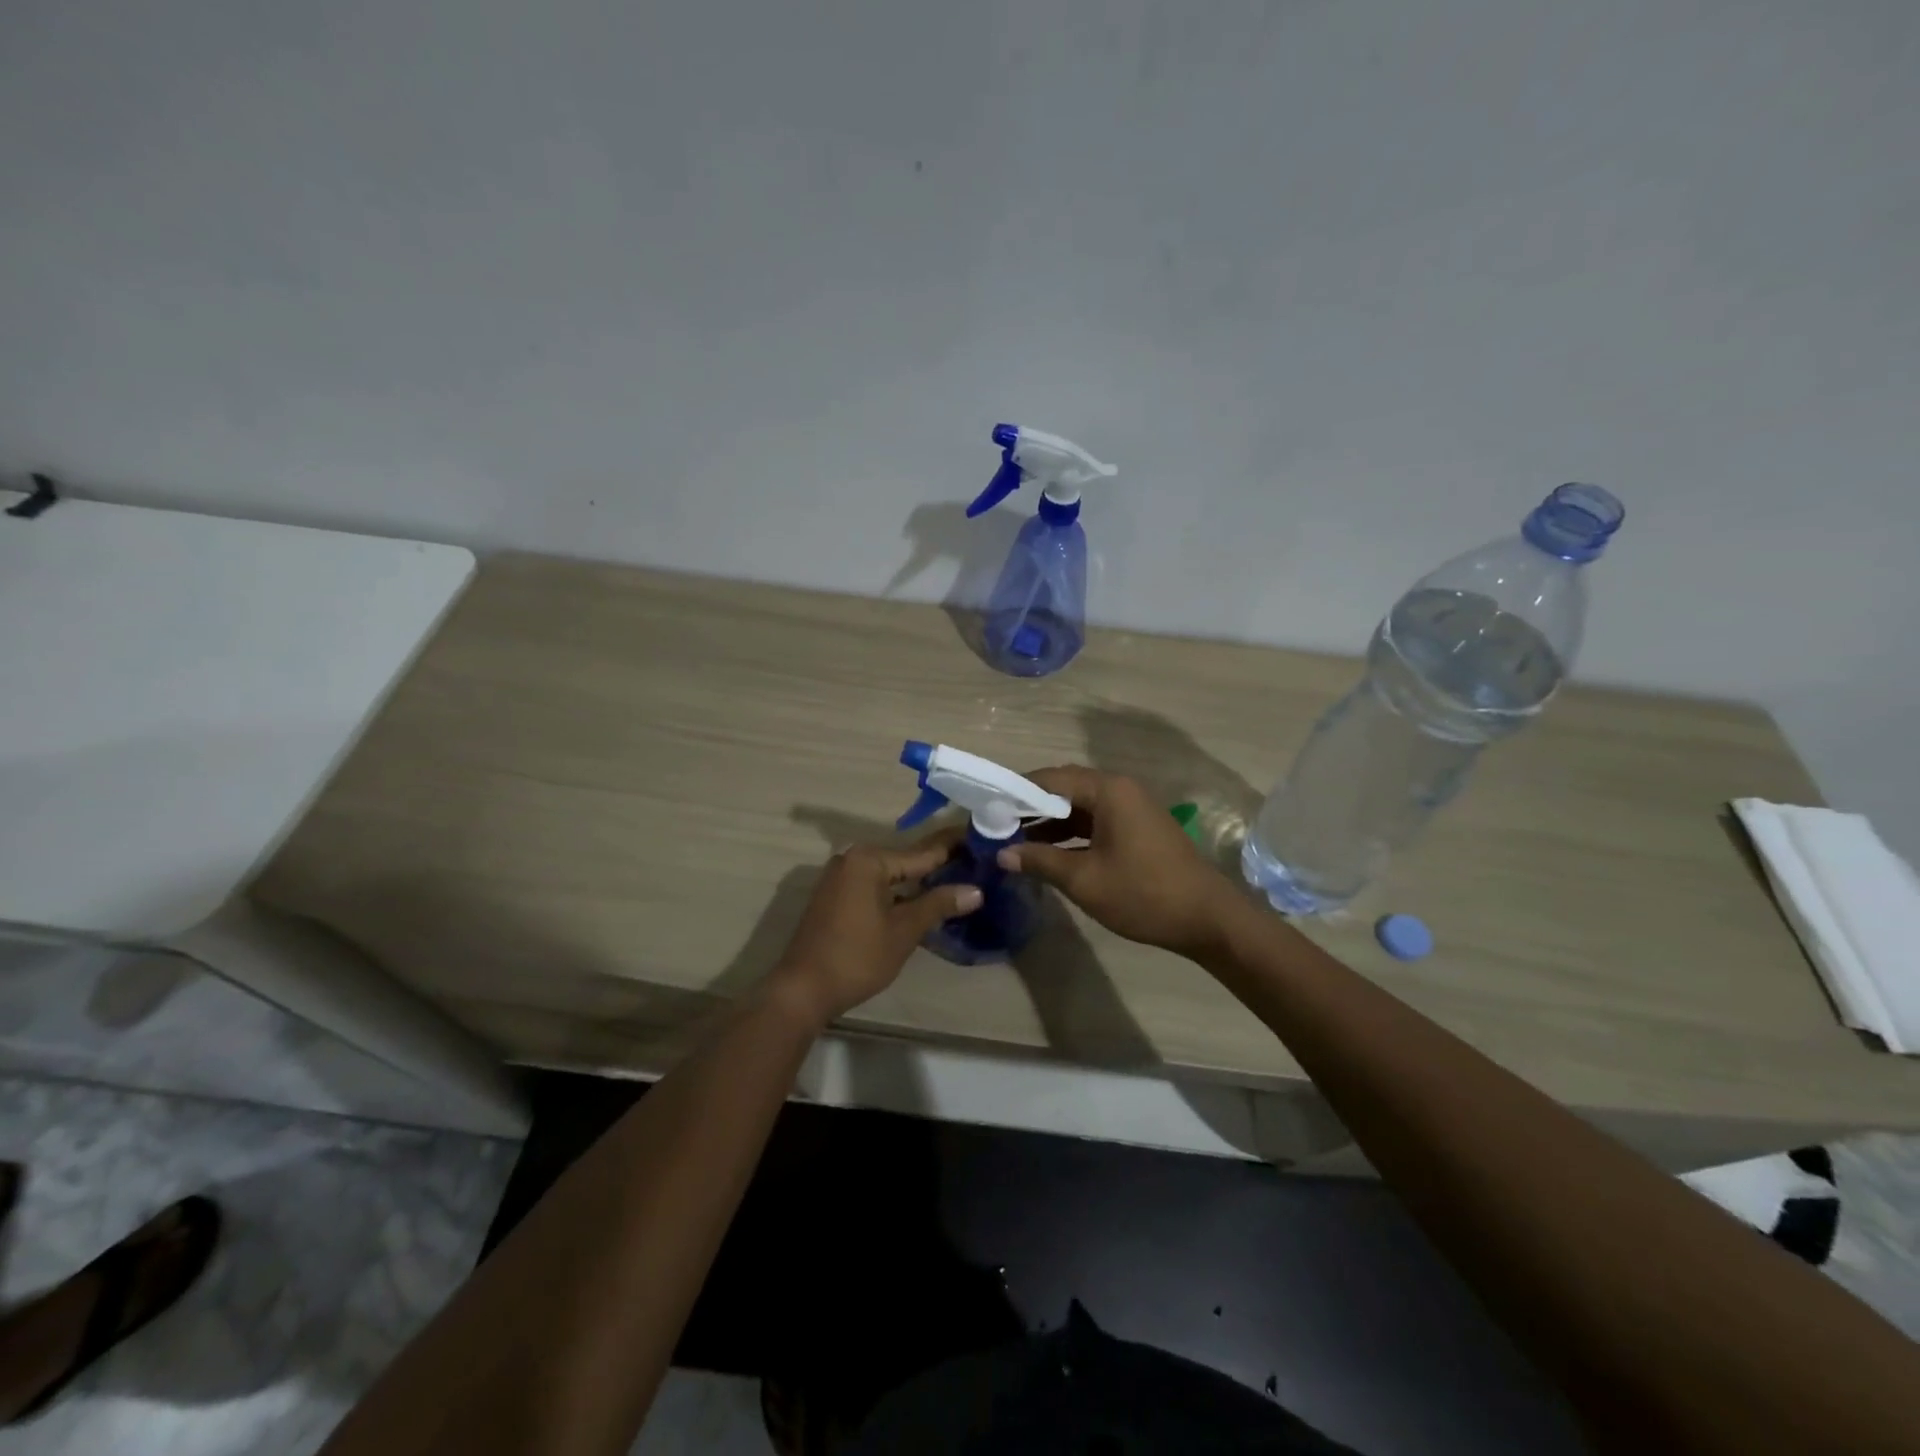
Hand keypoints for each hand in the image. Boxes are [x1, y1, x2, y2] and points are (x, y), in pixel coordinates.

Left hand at [766, 837, 980, 1027]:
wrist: (803, 989)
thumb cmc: (857, 957)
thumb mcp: (903, 931)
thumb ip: (938, 905)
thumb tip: (975, 890)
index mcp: (869, 860)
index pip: (922, 852)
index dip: (953, 848)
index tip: (980, 839)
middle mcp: (852, 859)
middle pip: (905, 861)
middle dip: (937, 866)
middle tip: (974, 864)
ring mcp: (840, 878)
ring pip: (889, 876)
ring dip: (917, 882)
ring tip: (956, 881)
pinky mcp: (834, 897)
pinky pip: (874, 886)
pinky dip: (897, 893)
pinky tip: (921, 901)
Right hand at [997, 766, 1241, 959]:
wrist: (1207, 918)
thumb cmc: (1143, 894)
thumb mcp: (1084, 879)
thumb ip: (1039, 861)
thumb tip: (1002, 853)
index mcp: (1107, 790)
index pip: (1049, 779)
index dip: (1015, 792)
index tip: (986, 809)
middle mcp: (1119, 789)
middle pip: (1063, 789)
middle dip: (1029, 808)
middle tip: (996, 826)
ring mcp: (1130, 808)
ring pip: (1078, 807)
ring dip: (1048, 823)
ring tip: (1014, 842)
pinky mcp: (1136, 828)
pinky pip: (1094, 821)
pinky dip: (1069, 834)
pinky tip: (1047, 854)